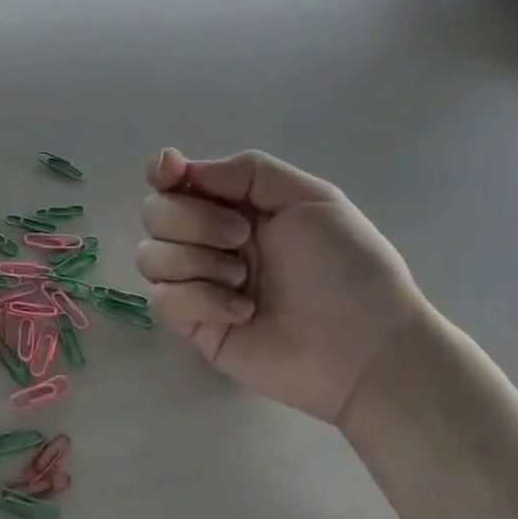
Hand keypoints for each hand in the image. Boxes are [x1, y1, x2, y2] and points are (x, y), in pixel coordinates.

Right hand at [137, 148, 435, 423]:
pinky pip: (163, 298)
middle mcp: (208, 240)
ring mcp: (197, 283)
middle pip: (154, 214)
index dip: (162, 173)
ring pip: (150, 255)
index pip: (173, 181)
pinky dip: (200, 299)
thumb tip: (183, 169)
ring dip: (197, 262)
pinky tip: (242, 312)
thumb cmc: (348, 268)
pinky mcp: (193, 324)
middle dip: (193, 220)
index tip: (171, 172)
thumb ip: (248, 171)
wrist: (367, 349)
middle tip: (242, 238)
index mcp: (234, 206)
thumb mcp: (312, 198)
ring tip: (244, 282)